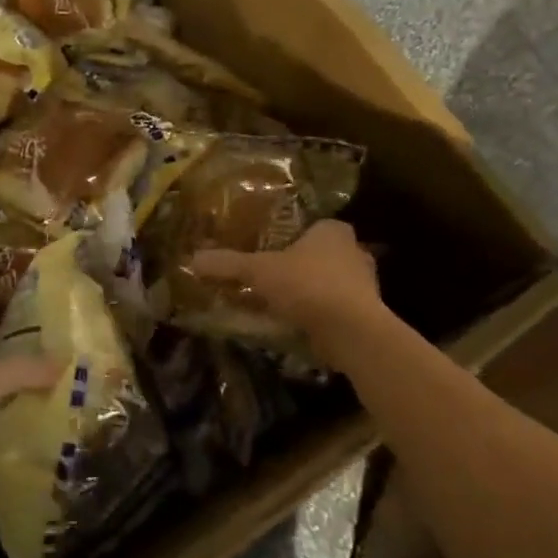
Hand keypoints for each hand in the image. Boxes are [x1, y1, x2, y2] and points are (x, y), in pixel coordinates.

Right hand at [189, 220, 383, 349]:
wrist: (351, 331)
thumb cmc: (307, 286)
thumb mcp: (259, 271)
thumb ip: (228, 264)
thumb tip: (193, 259)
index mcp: (333, 231)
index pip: (309, 227)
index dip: (288, 238)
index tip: (266, 252)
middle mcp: (354, 252)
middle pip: (318, 256)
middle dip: (296, 268)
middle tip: (268, 278)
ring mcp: (365, 285)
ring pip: (327, 284)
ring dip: (306, 293)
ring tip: (277, 304)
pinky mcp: (365, 314)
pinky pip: (334, 309)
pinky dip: (316, 315)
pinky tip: (295, 325)